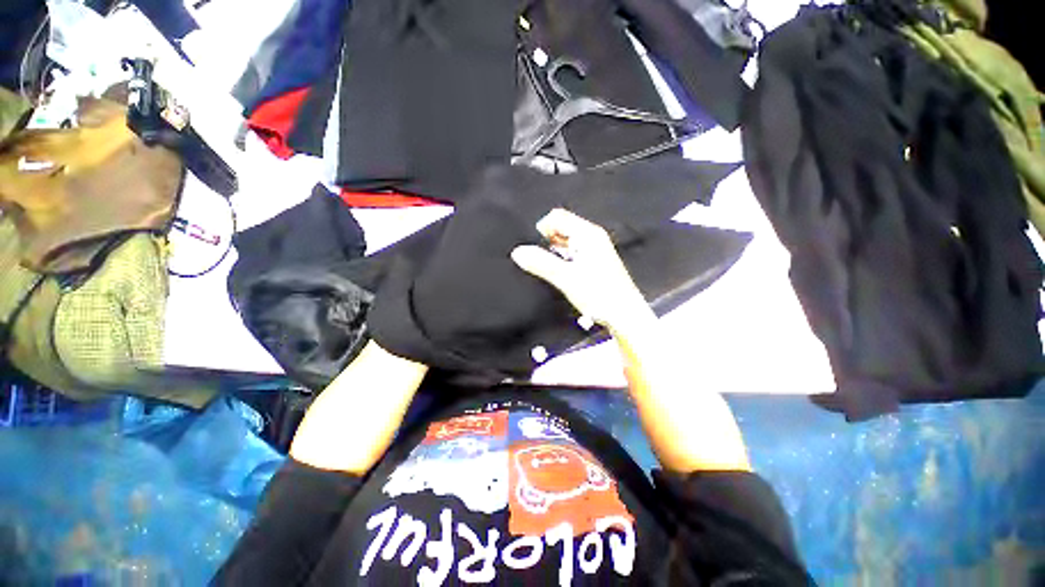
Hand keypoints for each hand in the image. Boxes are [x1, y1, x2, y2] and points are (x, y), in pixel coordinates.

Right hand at [511, 208, 650, 328]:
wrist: (624, 315)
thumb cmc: (599, 294)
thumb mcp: (565, 278)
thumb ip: (541, 263)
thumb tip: (517, 252)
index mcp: (588, 234)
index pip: (558, 216)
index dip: (542, 228)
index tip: (534, 247)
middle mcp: (593, 237)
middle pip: (562, 228)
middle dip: (547, 240)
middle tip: (542, 259)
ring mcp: (595, 249)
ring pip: (567, 242)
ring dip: (555, 252)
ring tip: (552, 268)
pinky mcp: (595, 262)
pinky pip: (573, 253)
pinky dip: (564, 259)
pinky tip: (563, 274)